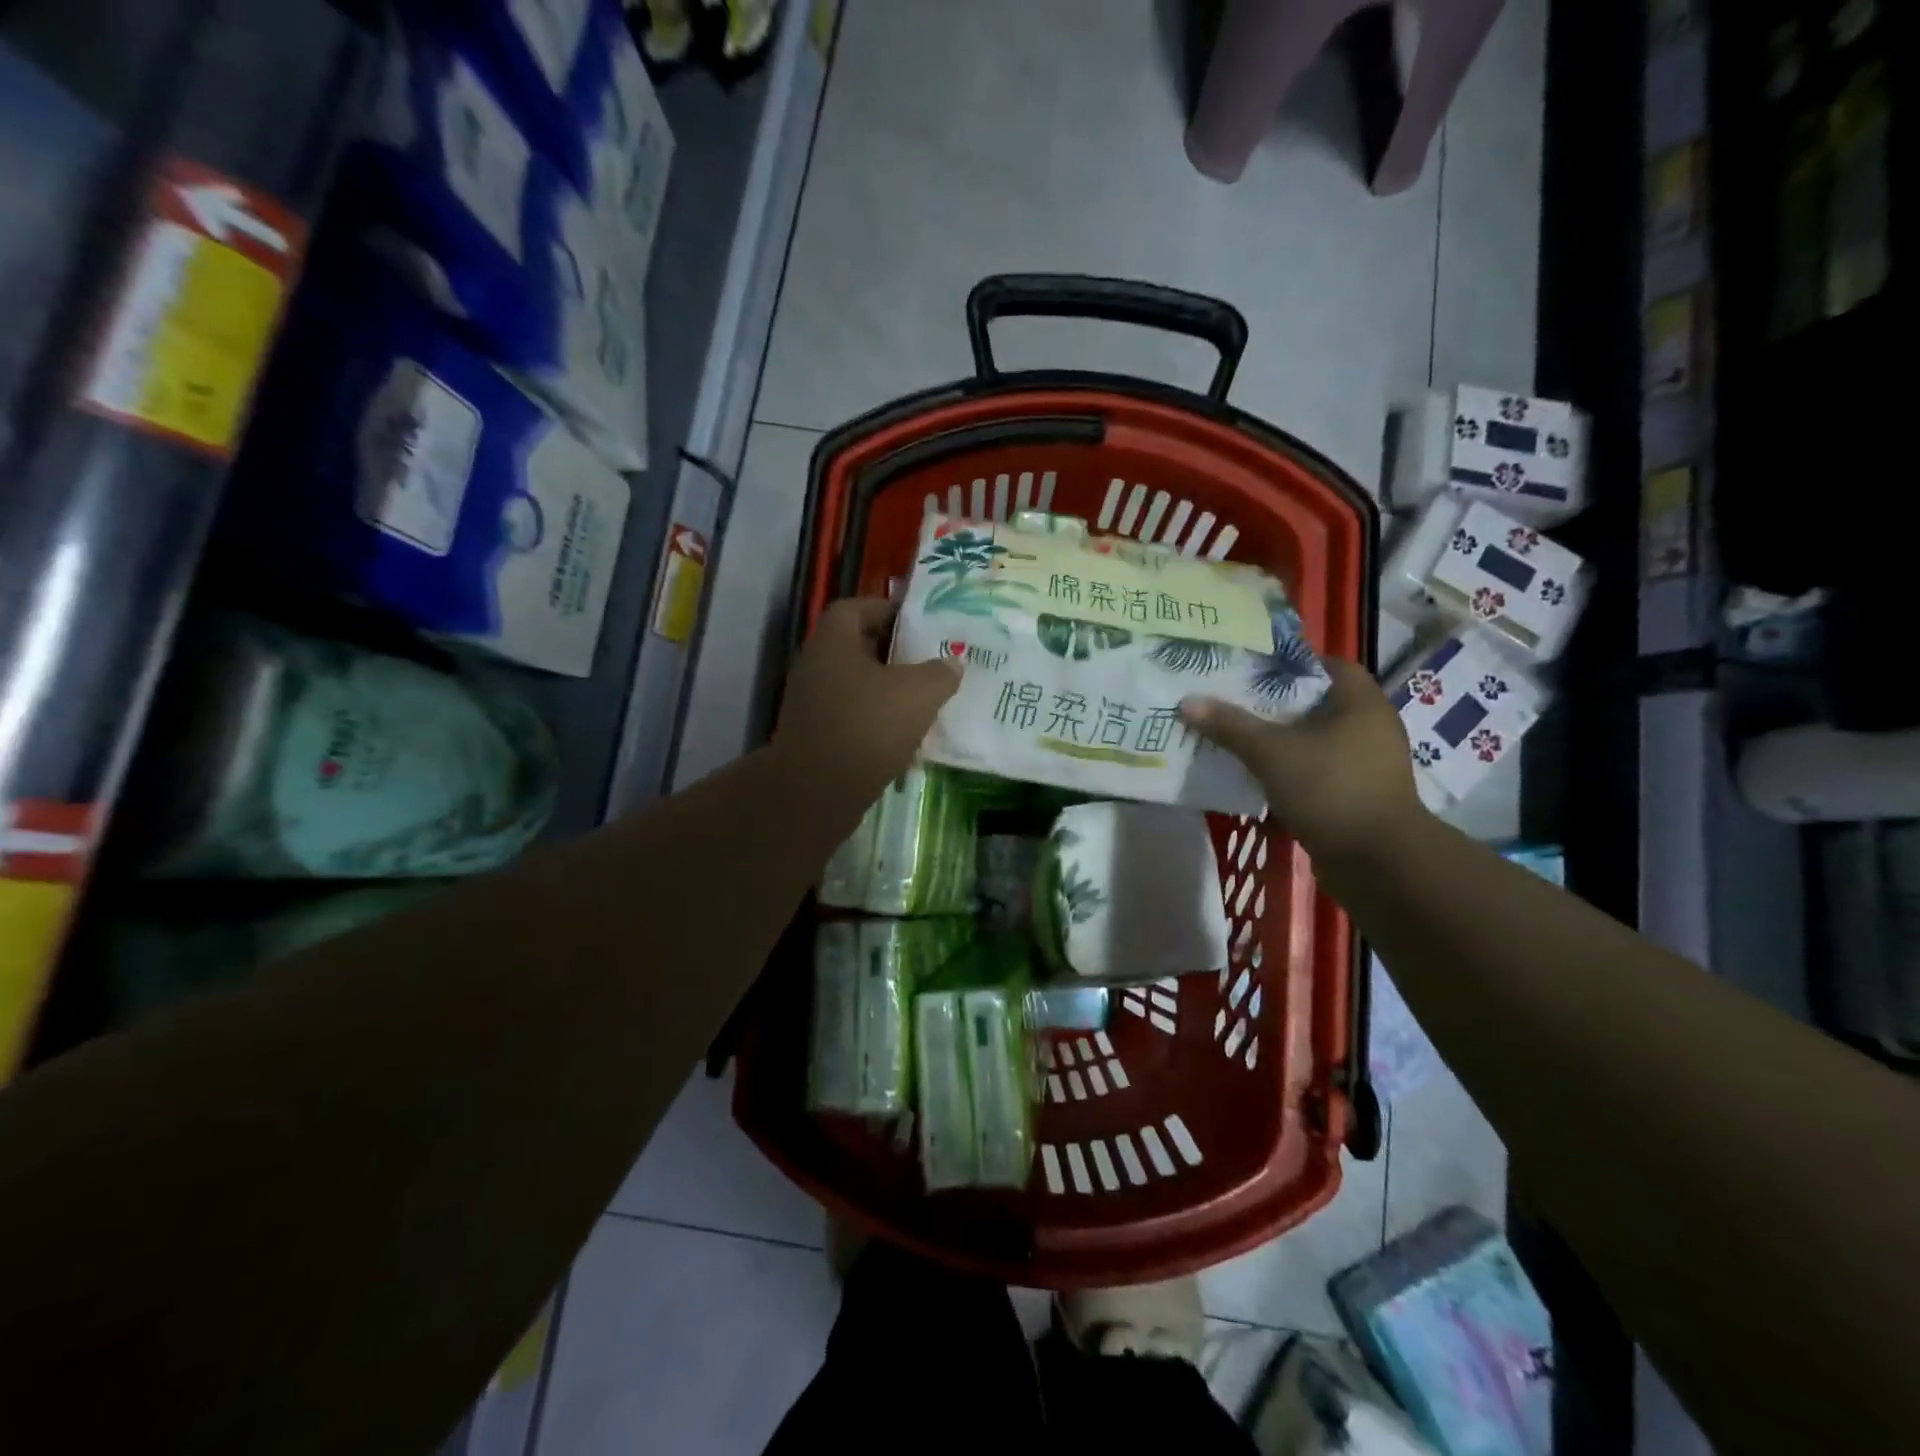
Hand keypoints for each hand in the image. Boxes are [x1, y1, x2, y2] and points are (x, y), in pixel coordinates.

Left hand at [774, 598, 960, 804]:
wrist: (817, 792)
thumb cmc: (867, 726)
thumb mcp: (918, 693)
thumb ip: (940, 672)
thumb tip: (952, 662)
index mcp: (833, 642)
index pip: (857, 607)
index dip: (888, 609)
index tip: (919, 622)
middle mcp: (816, 666)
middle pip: (857, 647)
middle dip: (894, 653)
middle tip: (929, 661)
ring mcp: (812, 703)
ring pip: (856, 685)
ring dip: (886, 691)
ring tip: (923, 700)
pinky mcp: (816, 736)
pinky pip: (851, 716)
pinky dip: (875, 721)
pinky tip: (904, 737)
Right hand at [1180, 659, 1424, 861]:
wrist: (1377, 862)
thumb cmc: (1330, 790)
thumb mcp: (1272, 753)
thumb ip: (1230, 726)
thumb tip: (1187, 702)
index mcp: (1361, 702)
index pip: (1326, 664)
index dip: (1289, 663)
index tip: (1251, 669)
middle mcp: (1371, 726)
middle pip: (1317, 701)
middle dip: (1276, 702)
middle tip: (1234, 700)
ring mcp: (1368, 762)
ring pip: (1316, 737)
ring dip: (1282, 737)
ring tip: (1239, 735)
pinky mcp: (1359, 792)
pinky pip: (1319, 767)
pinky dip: (1292, 766)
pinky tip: (1260, 772)